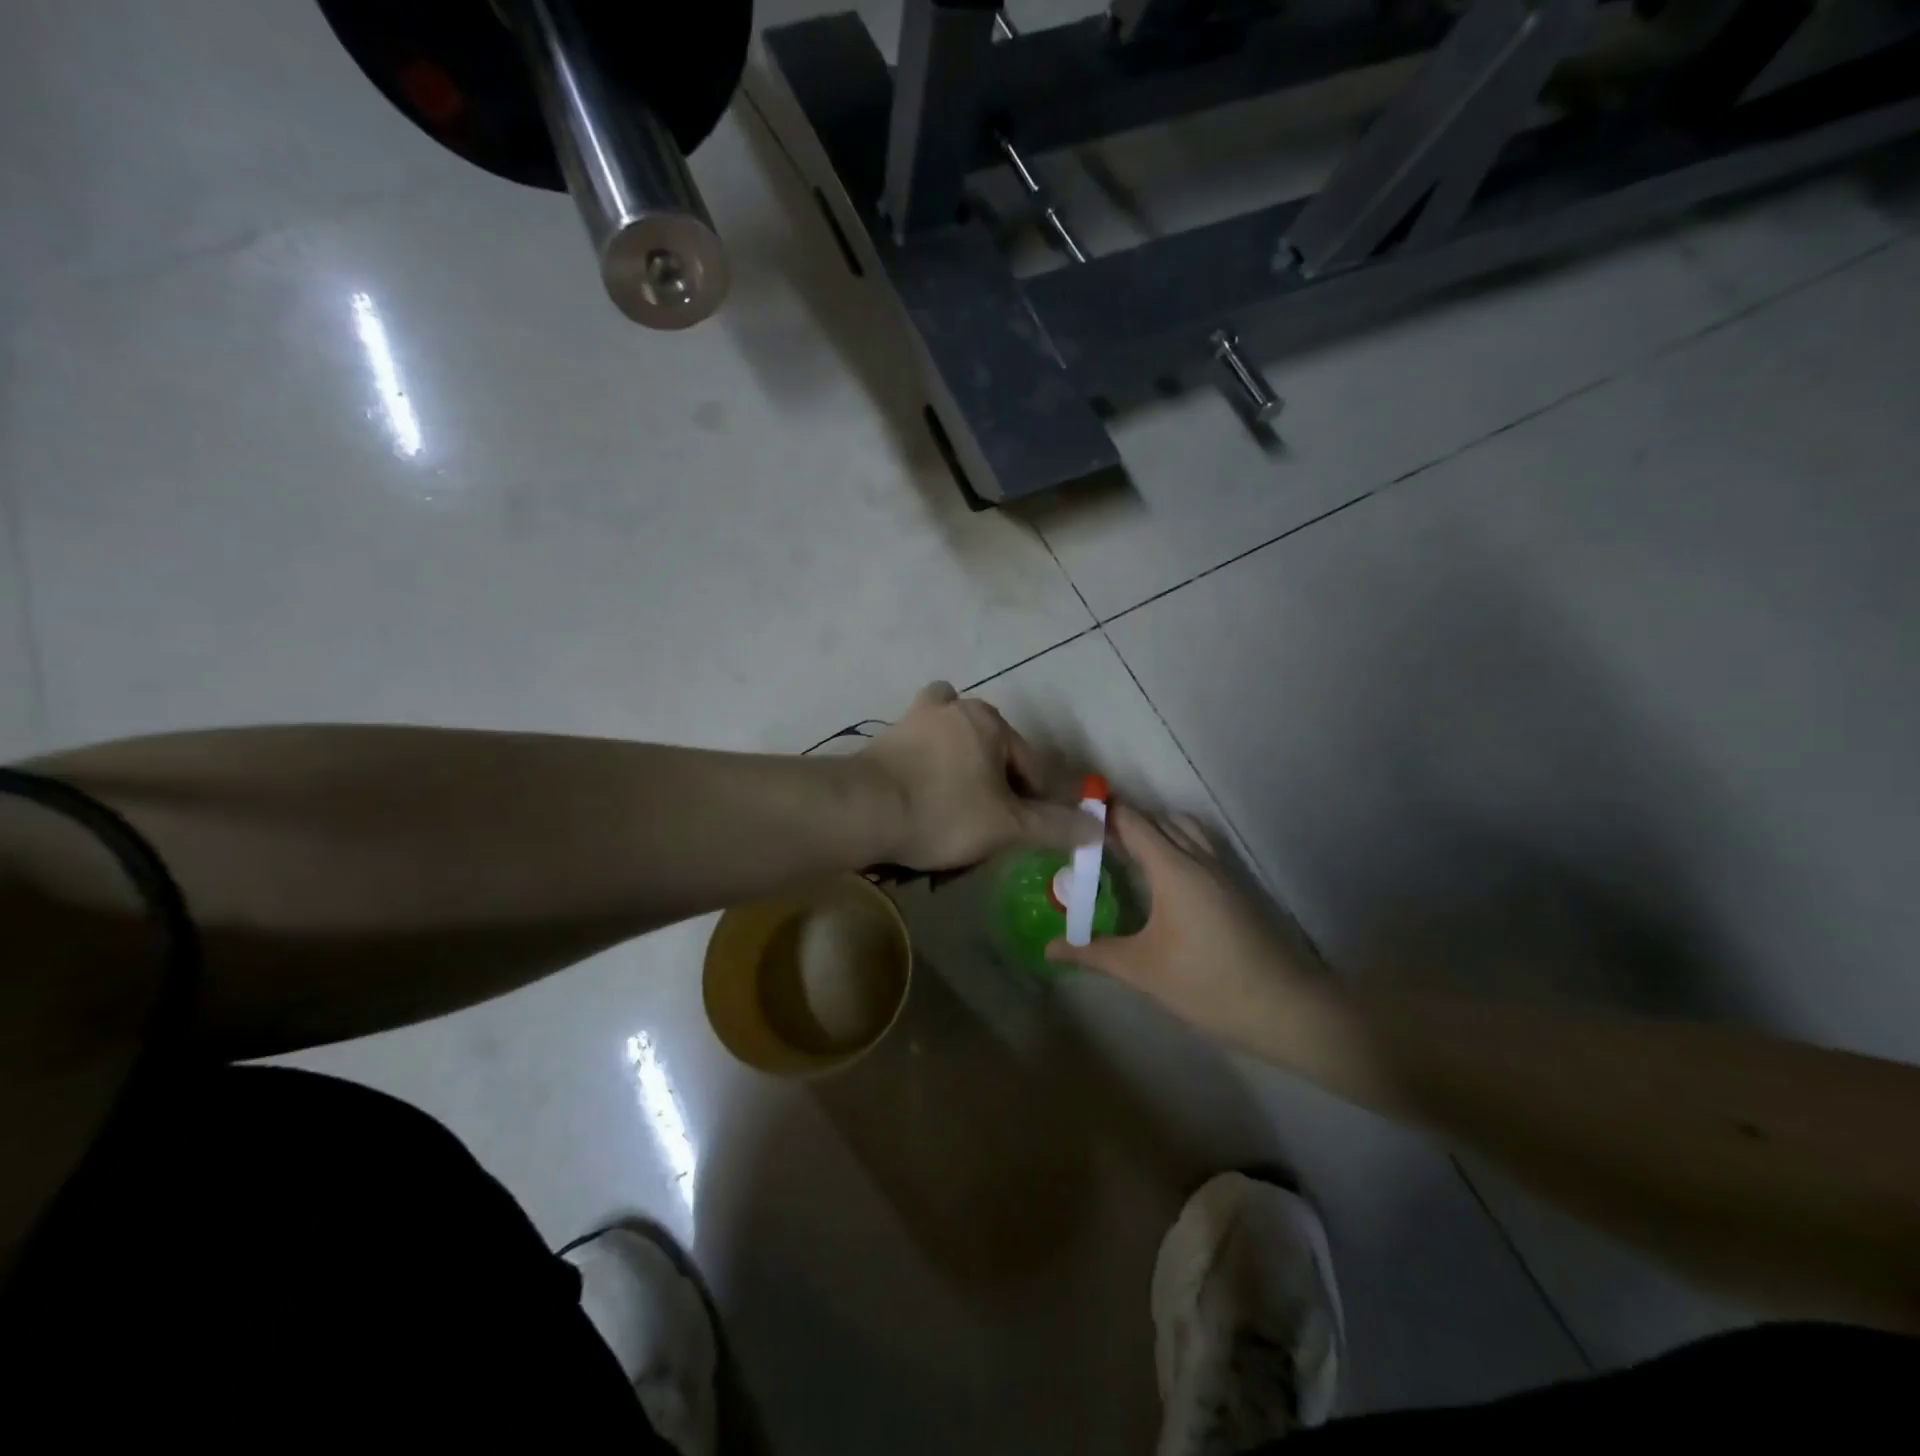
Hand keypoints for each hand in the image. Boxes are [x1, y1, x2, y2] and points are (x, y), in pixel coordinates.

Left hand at [859, 683, 1098, 869]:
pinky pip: (922, 750)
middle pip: (994, 751)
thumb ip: (1054, 826)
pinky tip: (924, 794)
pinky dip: (930, 765)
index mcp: (991, 721)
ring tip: (958, 808)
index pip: (1032, 766)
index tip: (1030, 833)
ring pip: (956, 745)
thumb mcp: (1007, 826)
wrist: (864, 811)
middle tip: (991, 825)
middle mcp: (956, 708)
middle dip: (999, 786)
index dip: (1039, 802)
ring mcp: (916, 719)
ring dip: (964, 769)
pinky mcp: (887, 737)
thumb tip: (1097, 828)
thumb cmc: (944, 812)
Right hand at [1045, 806, 1322, 1045]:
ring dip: (1154, 829)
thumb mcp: (1141, 970)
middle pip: (1157, 820)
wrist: (1284, 1007)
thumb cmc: (1206, 984)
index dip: (1103, 812)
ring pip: (1184, 829)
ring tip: (1125, 852)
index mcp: (1173, 868)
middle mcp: (1198, 857)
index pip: (1132, 821)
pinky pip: (1199, 845)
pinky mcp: (1235, 886)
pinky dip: (1175, 843)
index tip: (1071, 815)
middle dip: (1123, 821)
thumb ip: (1092, 952)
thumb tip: (1048, 947)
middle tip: (1089, 840)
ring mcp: (1222, 870)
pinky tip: (1162, 876)